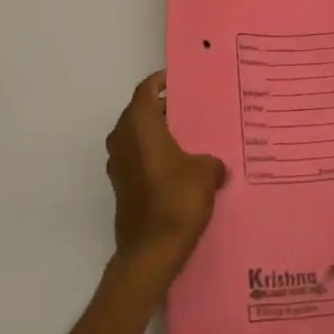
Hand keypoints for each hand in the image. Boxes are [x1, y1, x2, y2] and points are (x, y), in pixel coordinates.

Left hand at [106, 70, 227, 278]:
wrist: (150, 252)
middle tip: (192, 110)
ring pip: (137, 137)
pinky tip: (178, 167)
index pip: (146, 90)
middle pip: (140, 112)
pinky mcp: (121, 187)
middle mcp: (122, 139)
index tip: (180, 80)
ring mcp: (118, 165)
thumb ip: (212, 161)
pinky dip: (154, 156)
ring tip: (189, 138)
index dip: (161, 81)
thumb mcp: (206, 173)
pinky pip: (137, 159)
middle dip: (163, 109)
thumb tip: (215, 165)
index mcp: (139, 125)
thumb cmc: (176, 200)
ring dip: (158, 134)